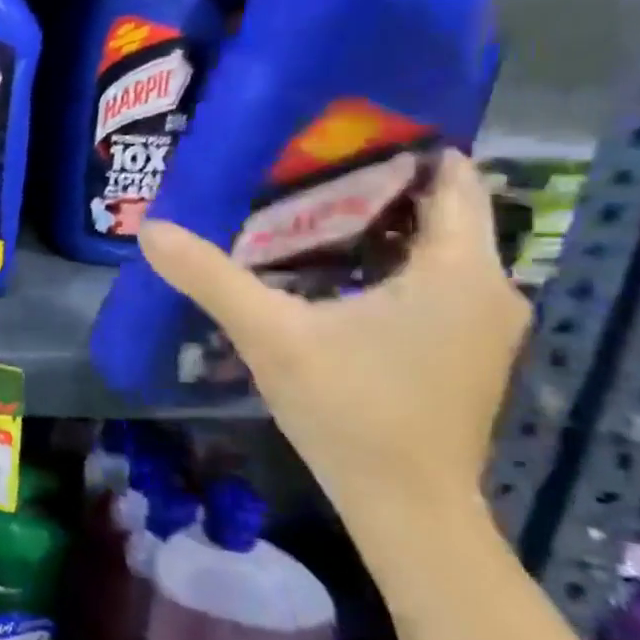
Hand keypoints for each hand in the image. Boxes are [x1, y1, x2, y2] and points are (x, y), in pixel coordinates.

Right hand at [138, 150, 528, 550]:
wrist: (404, 506)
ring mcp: (481, 325)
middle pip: (436, 213)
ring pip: (432, 252)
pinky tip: (327, 275)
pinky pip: (430, 284)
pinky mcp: (463, 352)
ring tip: (303, 213)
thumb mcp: (270, 335)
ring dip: (375, 230)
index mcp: (459, 272)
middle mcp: (488, 289)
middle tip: (298, 170)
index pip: (450, 179)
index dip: (400, 149)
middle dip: (372, 188)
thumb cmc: (350, 409)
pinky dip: (385, 267)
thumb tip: (151, 228)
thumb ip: (211, 277)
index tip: (335, 133)